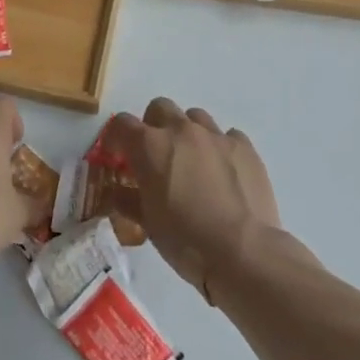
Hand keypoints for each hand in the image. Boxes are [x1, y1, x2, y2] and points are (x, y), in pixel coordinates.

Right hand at [103, 97, 279, 301]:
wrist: (242, 251)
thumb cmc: (185, 240)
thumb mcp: (147, 223)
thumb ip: (128, 199)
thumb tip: (118, 192)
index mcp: (150, 145)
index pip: (122, 124)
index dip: (116, 138)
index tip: (117, 155)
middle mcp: (181, 130)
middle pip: (160, 108)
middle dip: (154, 126)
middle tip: (157, 155)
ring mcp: (215, 135)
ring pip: (195, 117)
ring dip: (188, 133)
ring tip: (193, 162)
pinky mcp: (244, 147)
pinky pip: (227, 136)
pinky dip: (220, 148)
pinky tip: (224, 172)